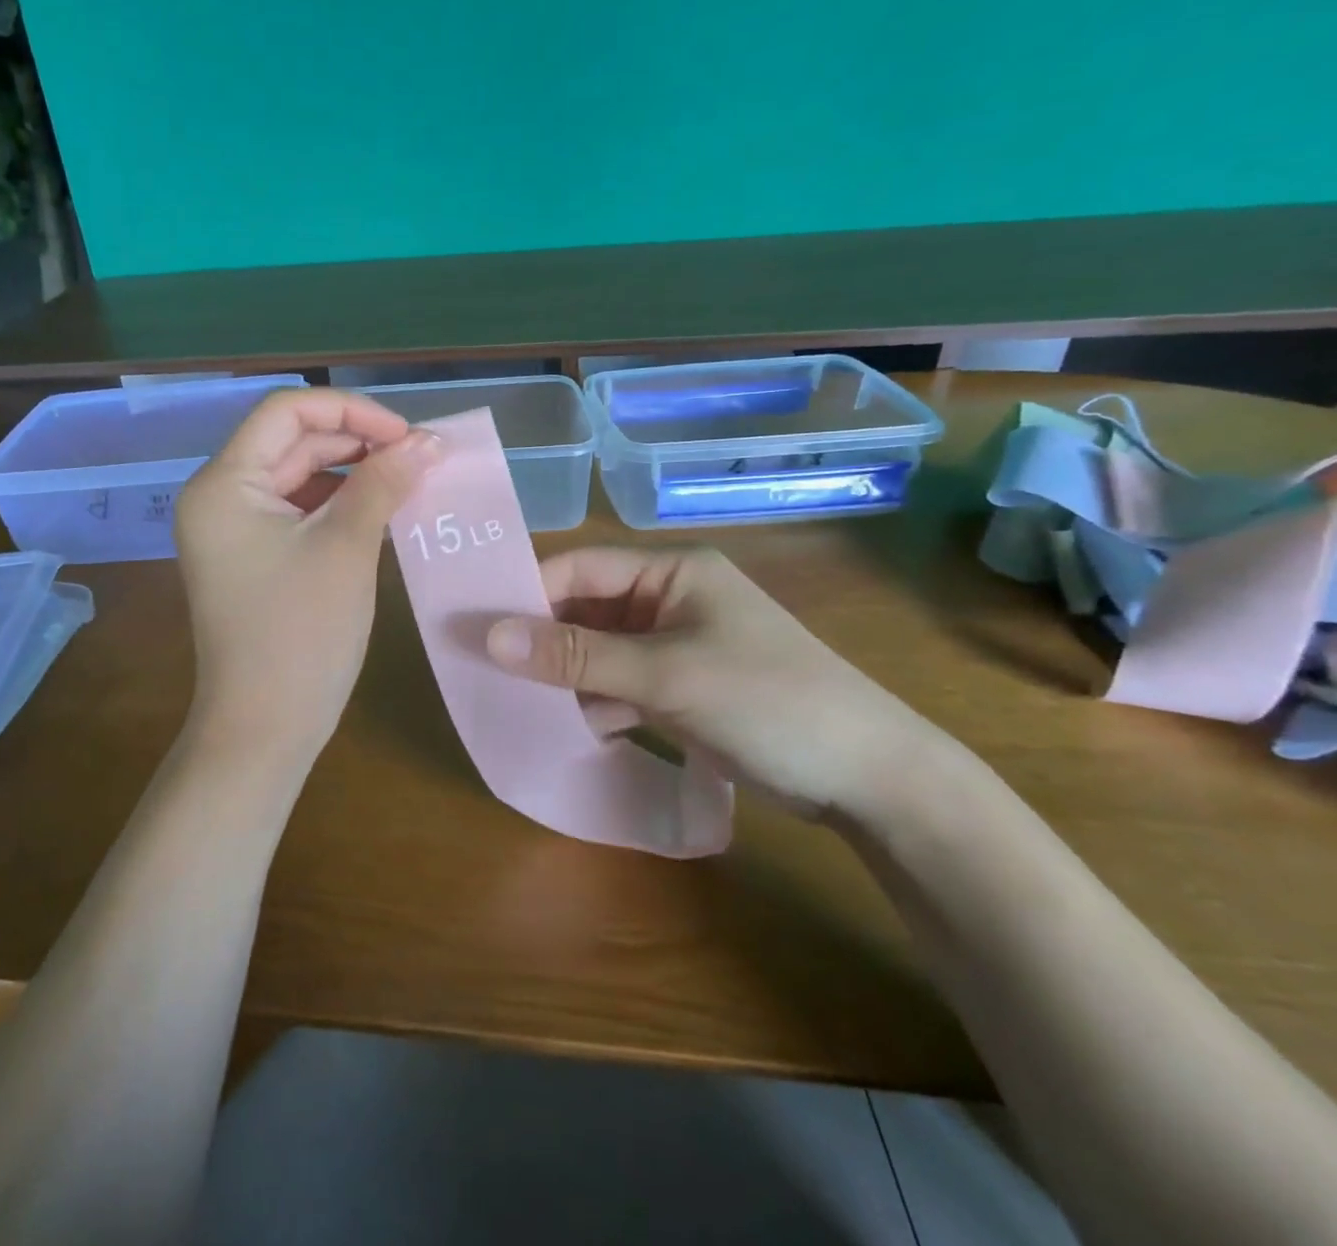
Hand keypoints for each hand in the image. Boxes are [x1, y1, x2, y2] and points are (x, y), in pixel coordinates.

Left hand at [175, 389, 441, 766]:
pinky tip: (379, 511)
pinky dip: (337, 504)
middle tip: (417, 458)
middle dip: (355, 441)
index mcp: (223, 483)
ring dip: (351, 472)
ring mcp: (232, 528)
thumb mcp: (346, 548)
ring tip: (406, 481)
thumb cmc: (301, 635)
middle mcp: (218, 495)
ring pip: (297, 474)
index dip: (351, 411)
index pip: (286, 411)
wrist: (263, 729)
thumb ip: (384, 483)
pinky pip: (296, 509)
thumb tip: (428, 440)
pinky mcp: (251, 555)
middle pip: (291, 440)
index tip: (407, 435)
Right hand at [484, 547, 960, 820]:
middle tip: (486, 670)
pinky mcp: (681, 688)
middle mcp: (669, 599)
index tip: (476, 626)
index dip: (527, 593)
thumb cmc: (767, 700)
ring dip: (565, 677)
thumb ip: (575, 656)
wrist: (869, 778)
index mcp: (671, 570)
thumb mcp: (664, 674)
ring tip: (515, 703)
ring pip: (598, 652)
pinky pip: (620, 685)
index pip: (580, 567)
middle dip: (543, 642)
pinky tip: (568, 729)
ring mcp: (675, 645)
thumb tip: (489, 637)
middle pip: (585, 611)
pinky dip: (594, 704)